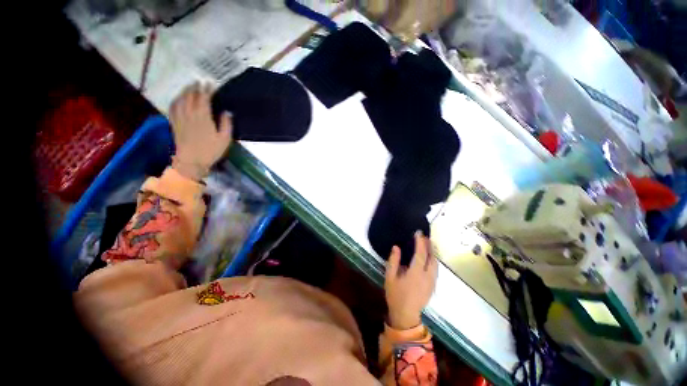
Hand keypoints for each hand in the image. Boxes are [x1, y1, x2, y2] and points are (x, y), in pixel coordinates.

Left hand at [169, 82, 231, 180]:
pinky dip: (176, 100)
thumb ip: (226, 124)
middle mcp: (189, 113)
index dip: (207, 89)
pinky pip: (173, 107)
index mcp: (203, 116)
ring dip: (185, 91)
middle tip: (199, 81)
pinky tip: (178, 99)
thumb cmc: (211, 150)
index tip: (210, 83)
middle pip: (190, 96)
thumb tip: (227, 112)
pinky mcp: (174, 123)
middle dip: (195, 87)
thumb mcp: (224, 139)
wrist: (191, 161)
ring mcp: (180, 117)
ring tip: (190, 87)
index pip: (204, 98)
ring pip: (180, 99)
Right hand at [384, 232, 437, 329]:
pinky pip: (435, 270)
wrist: (405, 315)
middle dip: (429, 245)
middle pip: (432, 257)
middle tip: (425, 236)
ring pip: (436, 264)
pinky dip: (433, 260)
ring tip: (428, 244)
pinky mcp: (433, 286)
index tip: (418, 233)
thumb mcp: (390, 277)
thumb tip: (396, 247)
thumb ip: (393, 261)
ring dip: (432, 253)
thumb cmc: (395, 295)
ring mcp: (432, 282)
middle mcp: (427, 276)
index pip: (420, 254)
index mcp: (416, 273)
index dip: (420, 242)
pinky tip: (429, 258)